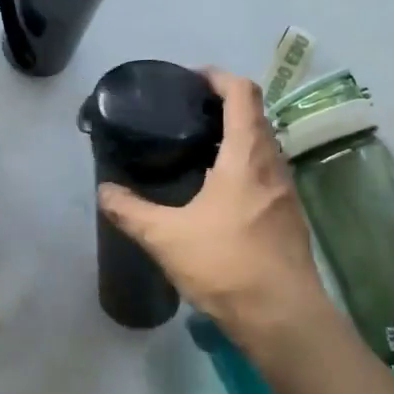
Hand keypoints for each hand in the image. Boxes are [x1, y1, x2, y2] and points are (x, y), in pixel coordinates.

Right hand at [98, 68, 328, 342]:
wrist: (282, 316)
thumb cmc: (226, 264)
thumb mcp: (166, 237)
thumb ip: (131, 211)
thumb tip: (104, 191)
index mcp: (247, 156)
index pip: (243, 93)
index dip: (218, 77)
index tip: (191, 79)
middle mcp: (273, 165)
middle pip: (256, 117)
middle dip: (224, 107)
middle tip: (186, 116)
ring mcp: (286, 192)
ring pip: (263, 148)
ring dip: (235, 139)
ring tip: (197, 152)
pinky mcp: (289, 218)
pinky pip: (266, 175)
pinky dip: (243, 168)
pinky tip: (217, 195)